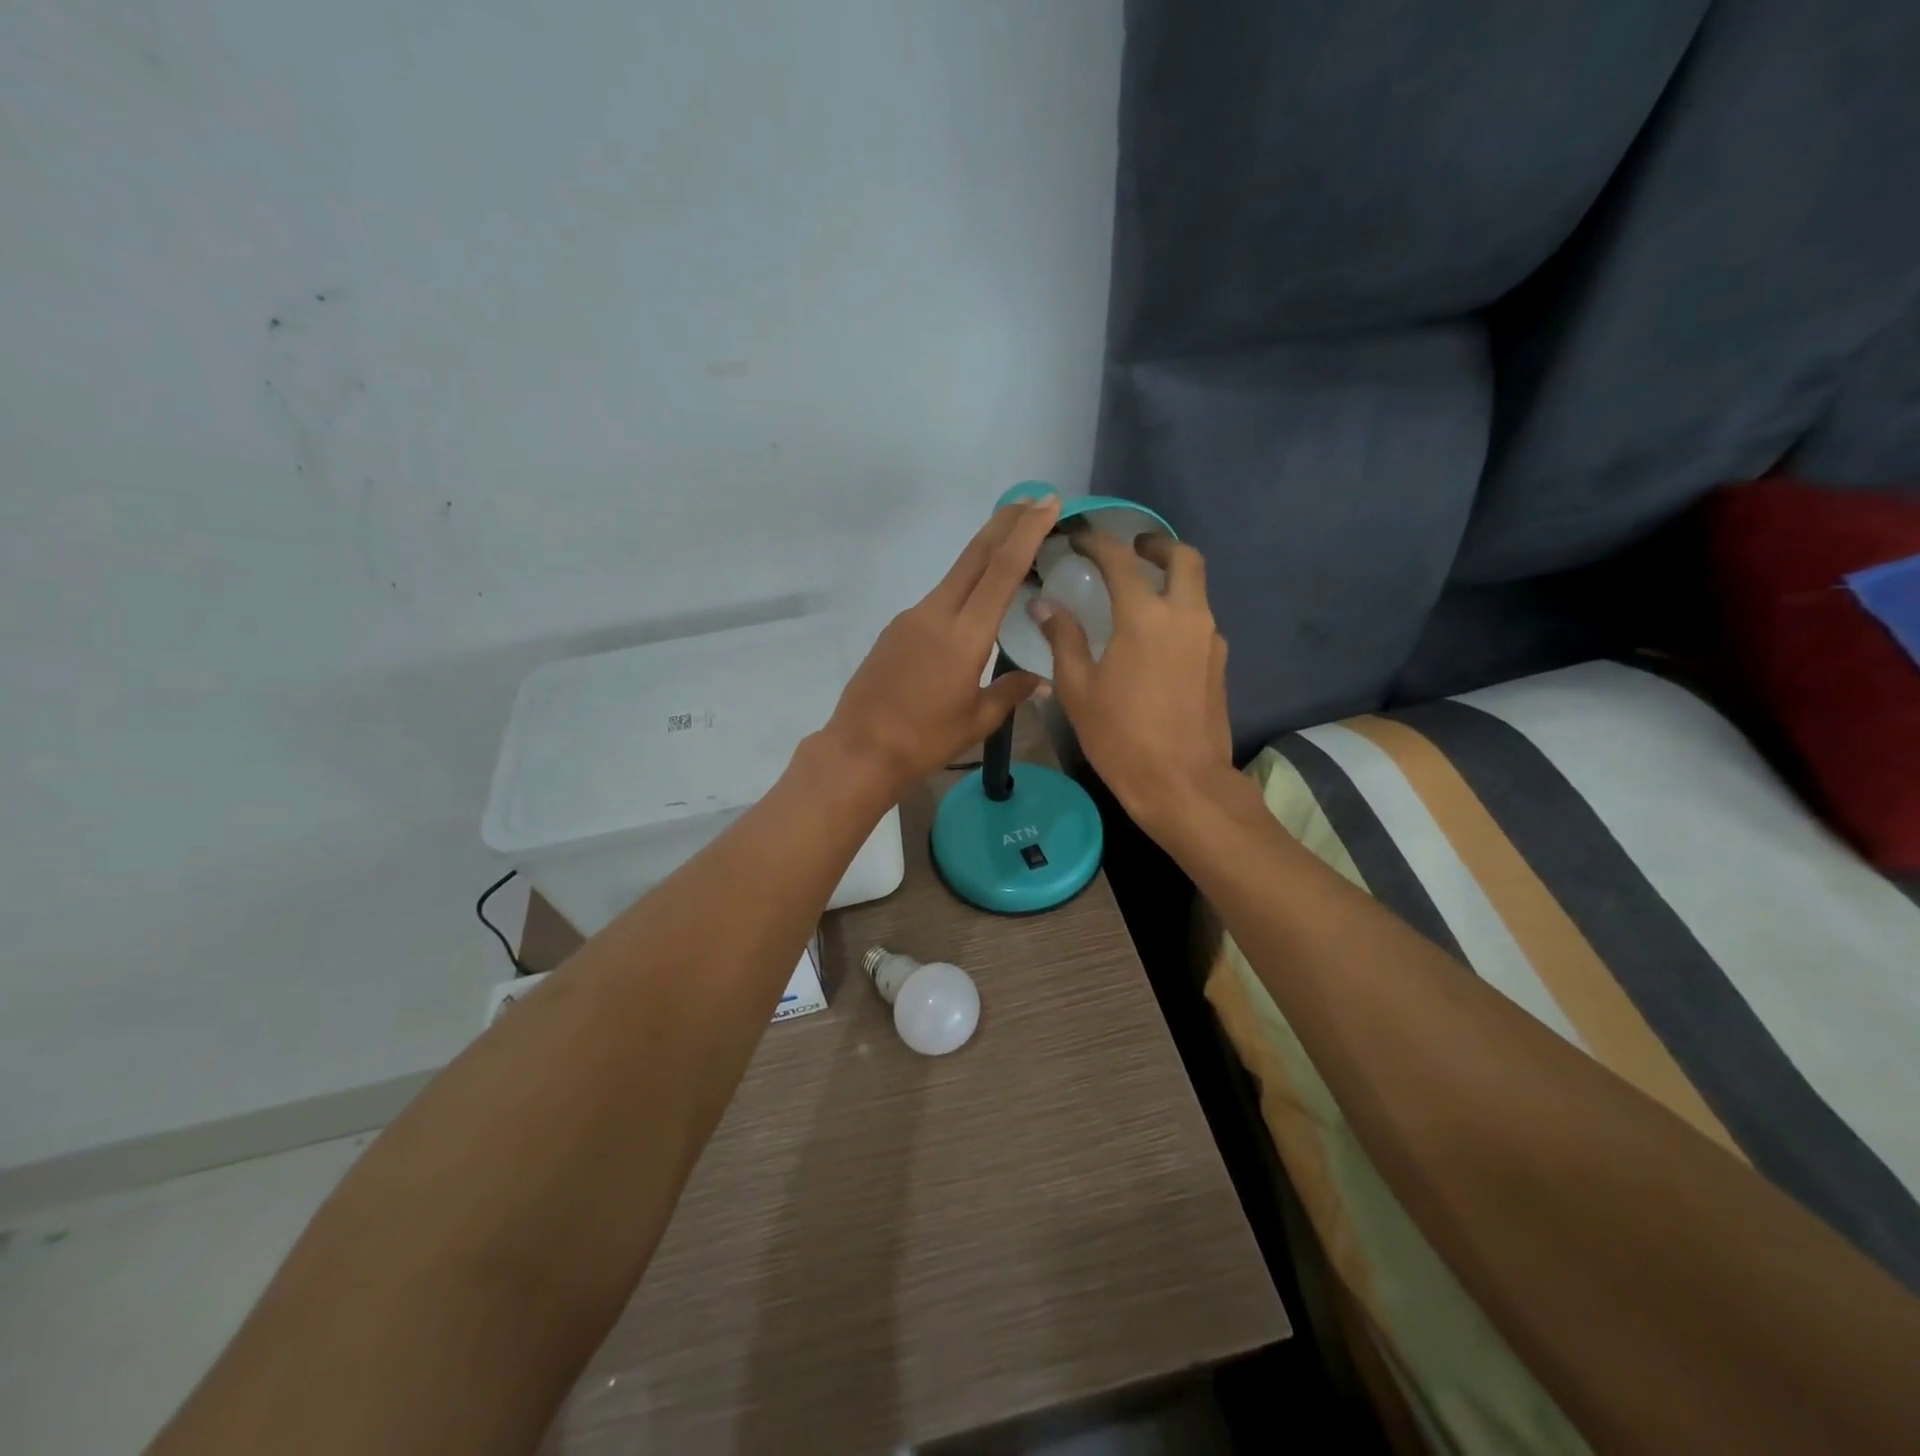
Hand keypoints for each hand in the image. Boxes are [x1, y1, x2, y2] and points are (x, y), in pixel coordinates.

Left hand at [823, 494, 1061, 797]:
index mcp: (964, 635)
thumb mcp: (977, 720)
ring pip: (955, 575)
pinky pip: (938, 599)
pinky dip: (963, 588)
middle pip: (975, 555)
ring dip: (985, 554)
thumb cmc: (924, 740)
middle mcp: (936, 614)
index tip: (1047, 503)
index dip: (1026, 533)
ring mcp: (911, 617)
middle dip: (1006, 522)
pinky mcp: (896, 628)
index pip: (1001, 570)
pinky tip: (973, 604)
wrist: (860, 749)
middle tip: (1034, 500)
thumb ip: (1011, 692)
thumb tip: (1042, 681)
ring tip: (1012, 547)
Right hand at [1031, 533, 1236, 835]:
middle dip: (1156, 545)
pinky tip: (1155, 638)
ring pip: (1197, 587)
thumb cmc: (1121, 737)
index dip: (1098, 541)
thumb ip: (1063, 638)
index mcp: (1145, 616)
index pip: (1121, 559)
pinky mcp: (1219, 662)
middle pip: (1183, 557)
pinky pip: (1200, 619)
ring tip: (1139, 595)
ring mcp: (1209, 638)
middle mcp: (1185, 615)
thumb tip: (1043, 604)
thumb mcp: (1078, 689)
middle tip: (1132, 550)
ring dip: (1171, 578)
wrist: (1182, 784)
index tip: (1079, 538)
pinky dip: (1179, 610)